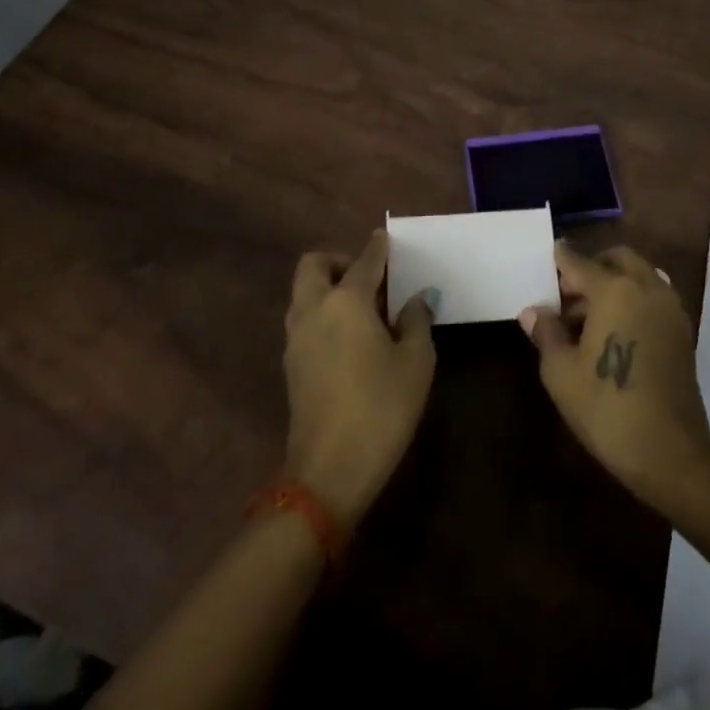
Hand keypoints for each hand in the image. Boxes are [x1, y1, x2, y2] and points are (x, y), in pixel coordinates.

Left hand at [283, 230, 434, 529]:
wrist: (329, 472)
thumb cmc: (381, 408)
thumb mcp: (415, 362)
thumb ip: (417, 321)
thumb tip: (417, 299)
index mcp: (346, 301)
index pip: (364, 261)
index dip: (378, 247)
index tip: (386, 237)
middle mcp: (314, 309)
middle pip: (314, 265)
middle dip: (339, 261)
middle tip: (369, 278)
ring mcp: (296, 338)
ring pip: (304, 292)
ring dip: (327, 287)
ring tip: (363, 308)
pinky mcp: (291, 365)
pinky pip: (304, 318)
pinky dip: (322, 313)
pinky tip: (350, 337)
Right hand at [521, 242, 709, 508]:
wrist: (670, 452)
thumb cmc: (607, 408)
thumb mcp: (561, 373)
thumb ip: (546, 333)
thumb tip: (532, 312)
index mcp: (614, 290)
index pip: (579, 262)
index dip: (560, 259)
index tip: (549, 255)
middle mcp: (646, 287)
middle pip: (617, 258)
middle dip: (592, 266)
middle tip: (568, 293)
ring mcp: (669, 308)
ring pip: (640, 275)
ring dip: (615, 282)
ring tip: (590, 317)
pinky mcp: (682, 331)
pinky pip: (654, 296)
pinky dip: (634, 298)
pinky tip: (615, 331)